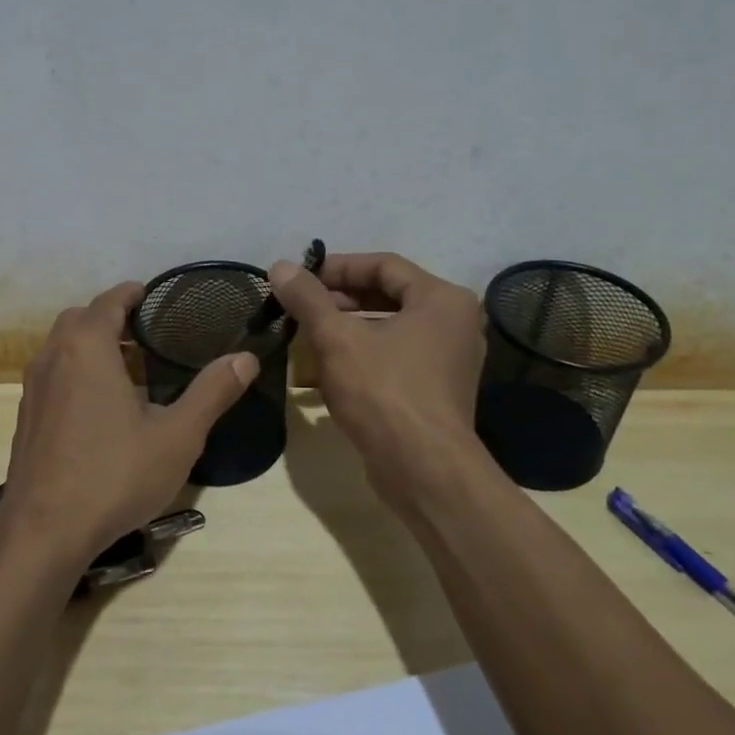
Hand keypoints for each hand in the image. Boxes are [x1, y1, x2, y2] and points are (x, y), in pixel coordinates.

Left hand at [0, 281, 258, 568]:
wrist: (43, 532)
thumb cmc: (114, 475)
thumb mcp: (177, 436)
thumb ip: (212, 393)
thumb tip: (246, 358)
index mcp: (86, 348)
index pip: (109, 301)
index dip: (133, 293)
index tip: (155, 295)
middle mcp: (53, 357)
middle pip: (80, 319)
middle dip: (111, 317)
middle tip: (148, 333)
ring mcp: (33, 389)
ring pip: (62, 348)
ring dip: (92, 345)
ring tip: (131, 368)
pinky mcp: (26, 418)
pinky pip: (54, 375)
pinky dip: (77, 371)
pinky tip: (103, 407)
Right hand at [270, 252, 485, 507]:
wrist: (423, 470)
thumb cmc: (383, 392)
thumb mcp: (337, 339)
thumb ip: (308, 299)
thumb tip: (280, 266)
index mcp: (442, 299)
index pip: (384, 264)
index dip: (337, 267)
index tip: (300, 278)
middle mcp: (454, 323)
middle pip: (389, 295)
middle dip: (340, 300)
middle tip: (301, 307)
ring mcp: (449, 359)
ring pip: (390, 328)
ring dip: (348, 328)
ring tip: (307, 335)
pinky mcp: (437, 390)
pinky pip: (396, 357)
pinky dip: (363, 355)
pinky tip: (328, 369)